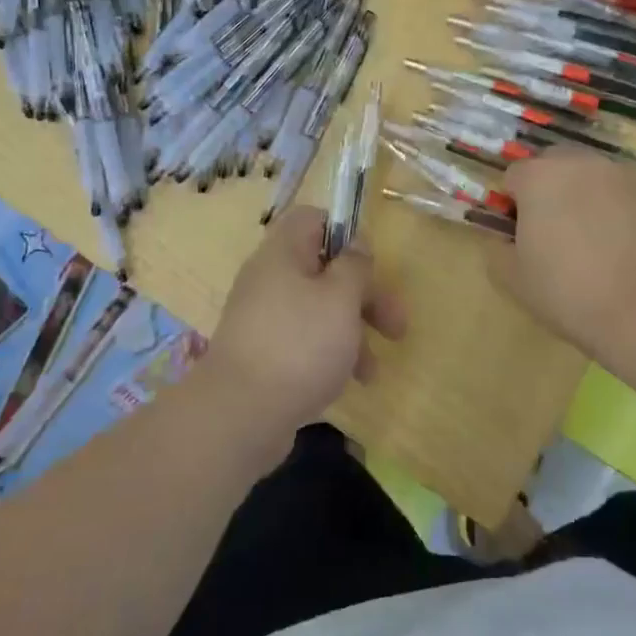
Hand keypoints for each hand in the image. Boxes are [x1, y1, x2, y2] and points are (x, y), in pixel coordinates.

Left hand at [204, 207, 407, 438]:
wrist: (239, 415)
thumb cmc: (299, 344)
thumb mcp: (341, 298)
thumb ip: (355, 266)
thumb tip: (357, 243)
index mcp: (283, 253)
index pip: (312, 219)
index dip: (345, 232)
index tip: (371, 263)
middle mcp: (269, 280)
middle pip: (323, 270)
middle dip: (365, 296)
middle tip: (395, 326)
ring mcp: (263, 319)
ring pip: (318, 310)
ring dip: (351, 333)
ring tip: (371, 371)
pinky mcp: (262, 355)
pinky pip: (302, 342)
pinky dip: (328, 355)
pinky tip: (345, 383)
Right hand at [493, 147, 635, 390]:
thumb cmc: (569, 292)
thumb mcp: (513, 280)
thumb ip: (497, 250)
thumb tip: (504, 240)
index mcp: (538, 177)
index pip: (513, 176)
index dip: (511, 205)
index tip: (519, 235)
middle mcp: (579, 163)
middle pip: (553, 165)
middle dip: (547, 190)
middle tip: (551, 232)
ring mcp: (620, 175)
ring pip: (589, 176)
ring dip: (582, 196)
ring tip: (589, 239)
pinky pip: (620, 193)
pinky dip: (614, 209)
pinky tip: (619, 246)